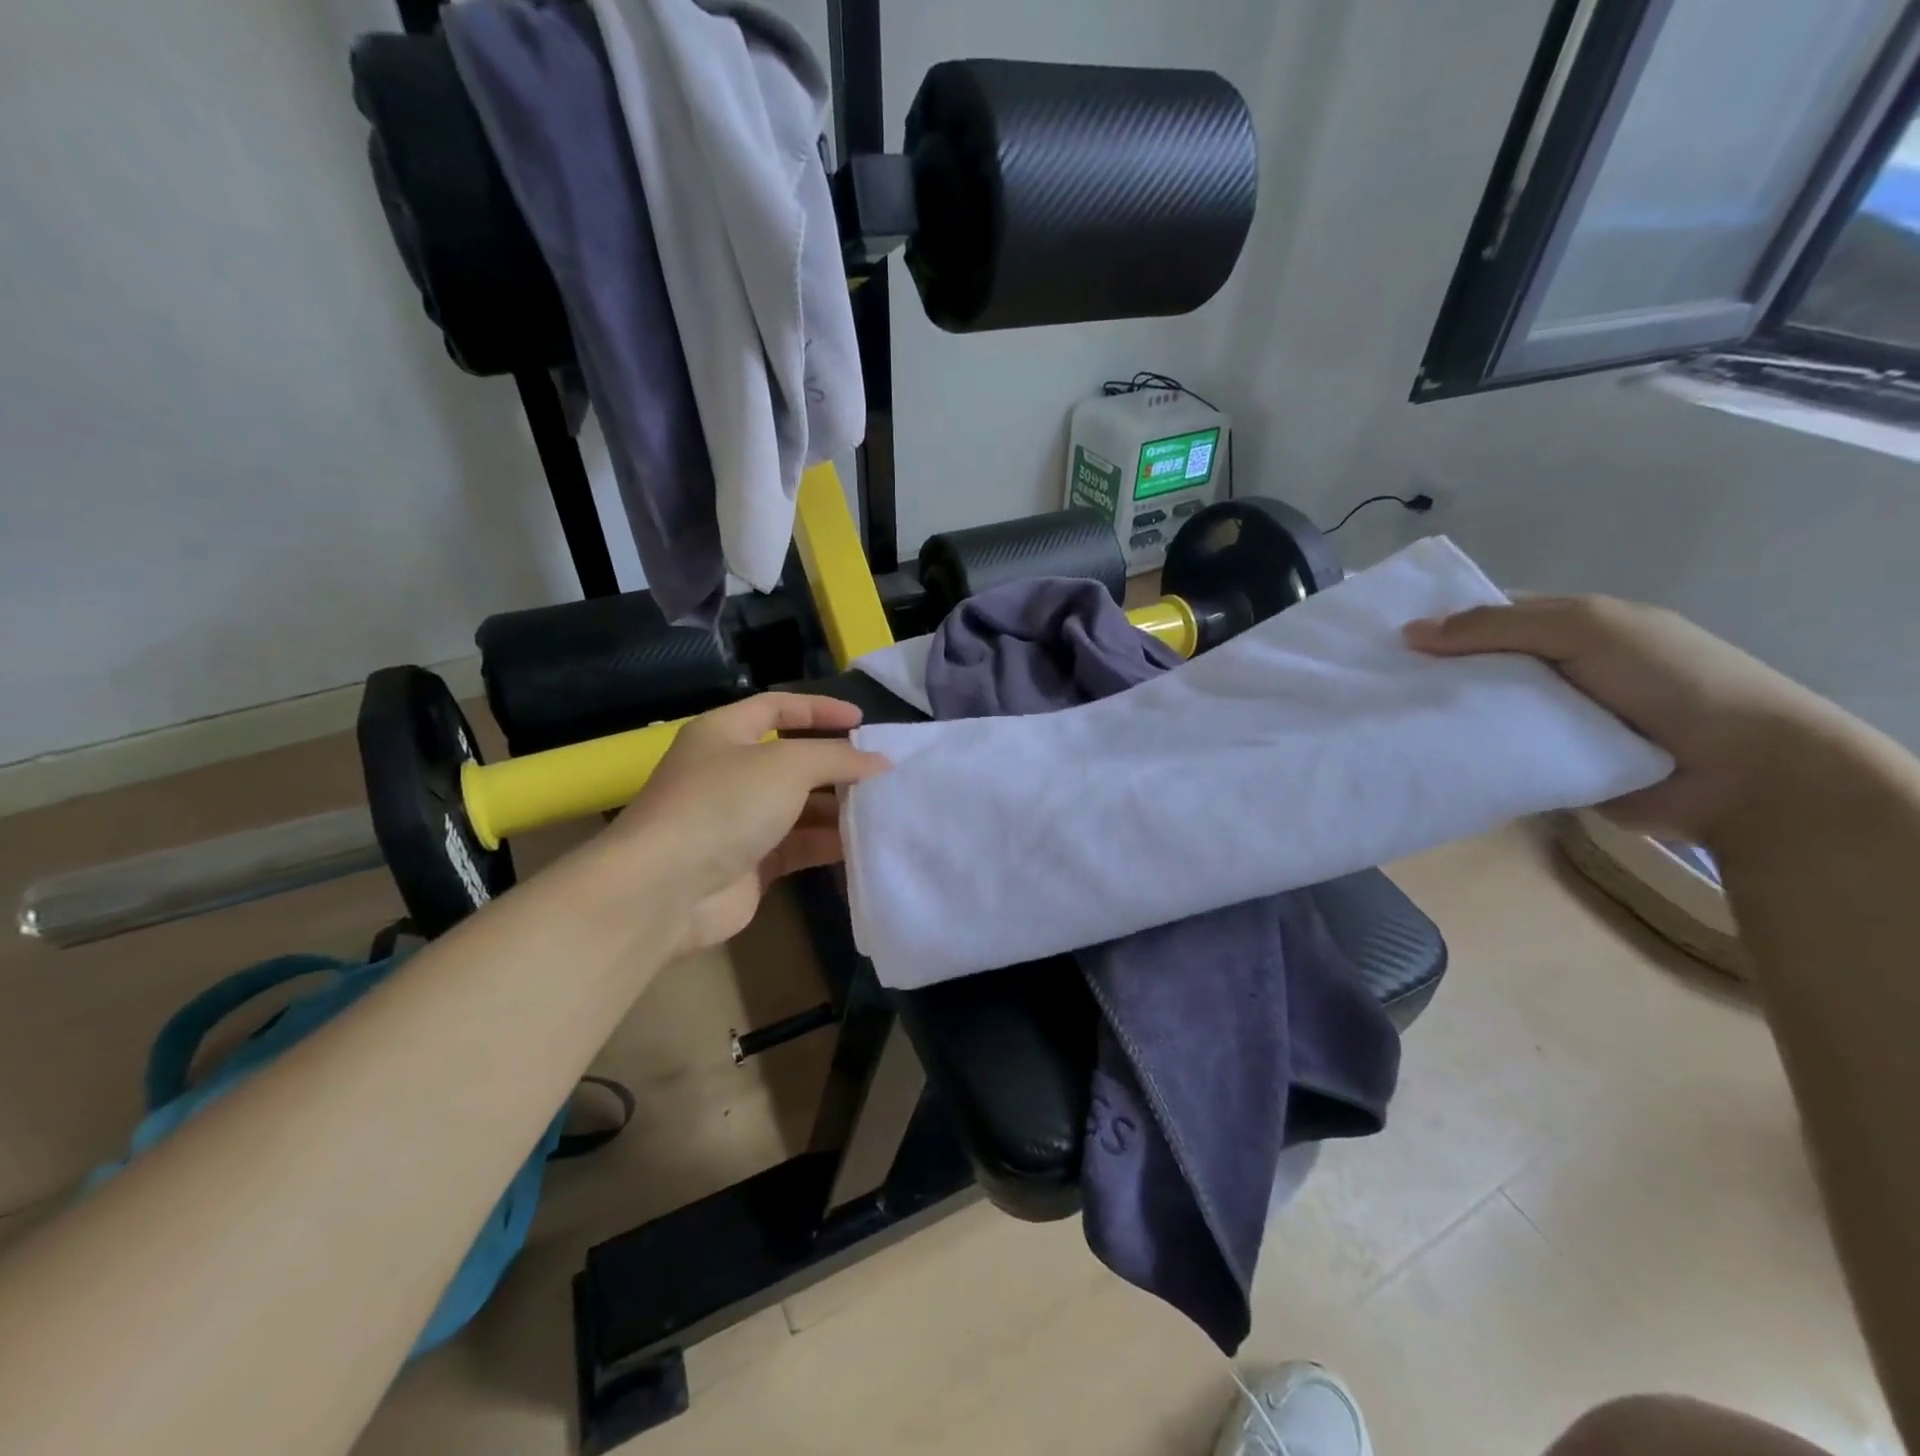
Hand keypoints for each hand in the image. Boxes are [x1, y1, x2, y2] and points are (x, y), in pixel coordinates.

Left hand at [606, 694, 889, 954]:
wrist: (666, 890)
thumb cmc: (724, 805)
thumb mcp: (787, 765)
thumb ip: (837, 758)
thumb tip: (879, 762)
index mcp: (725, 733)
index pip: (777, 707)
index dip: (819, 708)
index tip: (862, 720)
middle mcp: (730, 773)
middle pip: (793, 760)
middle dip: (836, 765)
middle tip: (882, 772)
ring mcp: (738, 821)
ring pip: (799, 807)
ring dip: (837, 808)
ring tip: (883, 809)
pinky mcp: (750, 863)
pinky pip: (798, 846)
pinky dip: (828, 843)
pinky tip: (863, 844)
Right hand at [1404, 595, 1837, 842]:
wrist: (1746, 772)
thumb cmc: (1670, 680)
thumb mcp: (1586, 629)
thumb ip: (1498, 627)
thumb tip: (1409, 632)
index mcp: (1568, 627)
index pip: (1487, 618)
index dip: (1438, 625)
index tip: (1382, 644)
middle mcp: (1554, 670)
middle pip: (1477, 666)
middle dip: (1430, 675)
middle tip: (1369, 688)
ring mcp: (1551, 720)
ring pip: (1480, 712)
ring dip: (1443, 717)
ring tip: (1383, 725)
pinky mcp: (1547, 764)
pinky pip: (1493, 753)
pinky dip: (1464, 754)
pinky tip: (1420, 757)